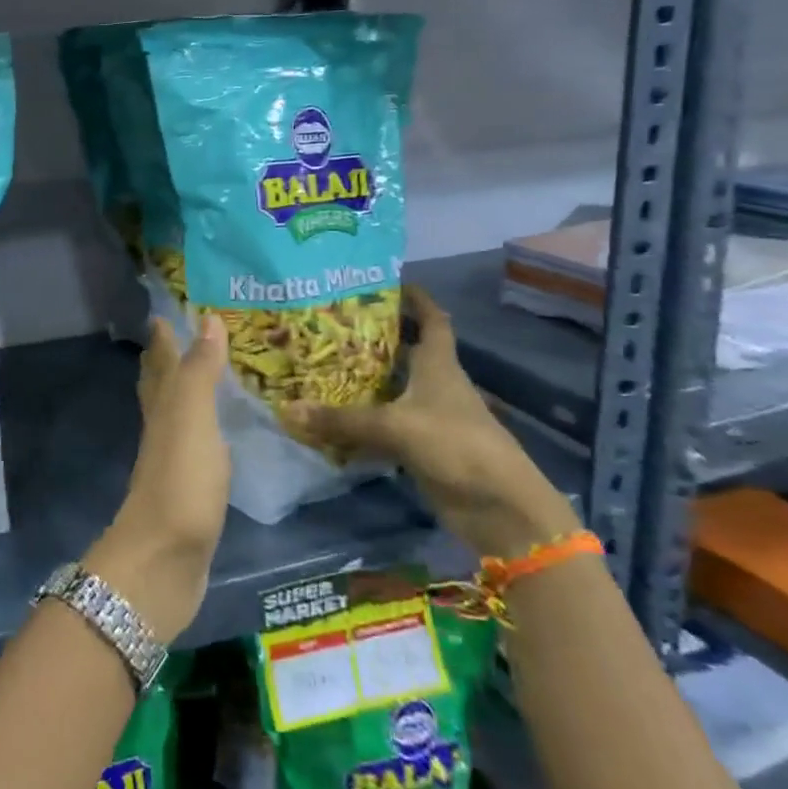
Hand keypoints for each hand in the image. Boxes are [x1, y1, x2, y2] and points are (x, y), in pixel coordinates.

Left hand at [86, 313, 230, 644]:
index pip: (162, 362)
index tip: (163, 311)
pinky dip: (202, 432)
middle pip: (160, 387)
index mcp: (163, 408)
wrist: (163, 562)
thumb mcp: (191, 418)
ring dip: (184, 393)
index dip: (162, 337)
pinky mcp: (188, 493)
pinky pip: (195, 448)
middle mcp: (163, 430)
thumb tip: (206, 318)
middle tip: (176, 335)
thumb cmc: (180, 483)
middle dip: (165, 360)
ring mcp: (173, 463)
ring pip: (175, 416)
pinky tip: (213, 438)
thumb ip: (199, 371)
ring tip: (201, 377)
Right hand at [283, 287, 577, 559]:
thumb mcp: (395, 427)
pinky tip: (333, 418)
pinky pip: (386, 426)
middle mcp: (436, 385)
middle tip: (334, 324)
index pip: (433, 320)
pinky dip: (363, 422)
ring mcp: (431, 418)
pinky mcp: (423, 448)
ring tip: (324, 364)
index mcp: (439, 365)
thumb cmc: (455, 445)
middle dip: (377, 337)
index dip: (417, 299)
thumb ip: (342, 420)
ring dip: (366, 380)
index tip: (391, 281)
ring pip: (394, 389)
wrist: (499, 507)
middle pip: (407, 352)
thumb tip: (288, 409)